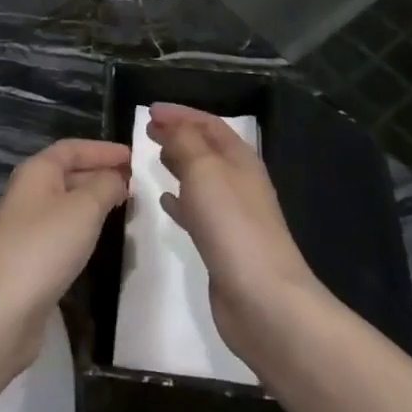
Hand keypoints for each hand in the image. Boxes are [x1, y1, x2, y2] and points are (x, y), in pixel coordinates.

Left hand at [0, 138, 130, 373]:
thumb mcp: (84, 209)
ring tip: (125, 209)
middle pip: (68, 173)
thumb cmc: (43, 248)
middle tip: (136, 185)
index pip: (72, 148)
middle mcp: (27, 193)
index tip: (134, 157)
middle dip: (101, 174)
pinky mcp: (28, 259)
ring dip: (94, 202)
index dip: (103, 149)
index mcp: (36, 172)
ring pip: (66, 204)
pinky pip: (62, 231)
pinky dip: (83, 228)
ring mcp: (25, 227)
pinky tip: (99, 240)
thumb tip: (117, 177)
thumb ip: (105, 186)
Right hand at [146, 104, 321, 363]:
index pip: (210, 124)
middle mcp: (240, 183)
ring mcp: (234, 216)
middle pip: (207, 149)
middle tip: (148, 131)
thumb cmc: (232, 225)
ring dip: (179, 164)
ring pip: (202, 179)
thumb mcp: (204, 170)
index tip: (150, 111)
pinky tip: (164, 202)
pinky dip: (180, 201)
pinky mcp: (223, 245)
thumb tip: (172, 125)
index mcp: (241, 159)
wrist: (263, 301)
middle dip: (179, 135)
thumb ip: (185, 141)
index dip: (181, 113)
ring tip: (154, 158)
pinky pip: (198, 211)